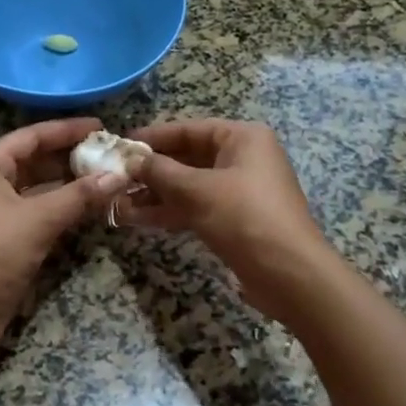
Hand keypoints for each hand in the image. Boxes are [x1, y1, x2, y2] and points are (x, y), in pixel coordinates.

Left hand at [0, 117, 128, 349]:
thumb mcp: (38, 218)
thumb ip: (79, 195)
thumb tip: (118, 175)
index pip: (30, 136)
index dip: (65, 129)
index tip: (99, 126)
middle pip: (33, 160)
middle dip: (69, 157)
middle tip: (107, 153)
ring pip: (38, 188)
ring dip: (69, 184)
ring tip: (106, 177)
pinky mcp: (6, 238)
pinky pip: (39, 212)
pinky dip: (62, 207)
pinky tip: (89, 206)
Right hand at [123, 119, 330, 282]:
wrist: (290, 275)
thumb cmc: (245, 217)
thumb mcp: (197, 190)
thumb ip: (160, 171)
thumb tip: (130, 159)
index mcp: (242, 138)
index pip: (189, 129)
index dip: (153, 137)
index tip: (120, 145)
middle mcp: (242, 158)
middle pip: (187, 158)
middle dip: (151, 171)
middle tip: (114, 178)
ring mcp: (239, 191)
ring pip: (188, 186)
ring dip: (154, 194)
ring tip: (116, 202)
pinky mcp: (234, 220)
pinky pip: (196, 207)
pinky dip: (169, 211)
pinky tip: (136, 219)